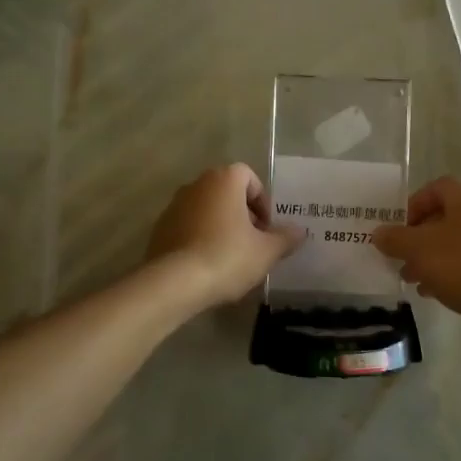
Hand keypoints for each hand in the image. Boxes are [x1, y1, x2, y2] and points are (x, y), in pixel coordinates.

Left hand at [146, 164, 305, 310]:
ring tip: (231, 258)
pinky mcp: (160, 228)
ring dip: (221, 227)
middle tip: (253, 243)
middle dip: (243, 215)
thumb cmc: (227, 257)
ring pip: (207, 210)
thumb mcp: (266, 251)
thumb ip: (285, 238)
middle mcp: (197, 185)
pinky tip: (207, 266)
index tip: (267, 228)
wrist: (174, 283)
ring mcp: (174, 206)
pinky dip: (200, 239)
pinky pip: (188, 227)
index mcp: (224, 180)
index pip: (249, 177)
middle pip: (227, 193)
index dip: (262, 201)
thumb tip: (300, 231)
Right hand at [372, 177, 460, 355]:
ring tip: (409, 277)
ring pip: (453, 243)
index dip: (413, 204)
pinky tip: (430, 292)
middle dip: (417, 236)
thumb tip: (379, 234)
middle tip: (399, 255)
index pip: (436, 188)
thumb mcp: (417, 248)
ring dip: (429, 257)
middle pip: (444, 217)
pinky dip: (447, 273)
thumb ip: (394, 238)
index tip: (397, 227)